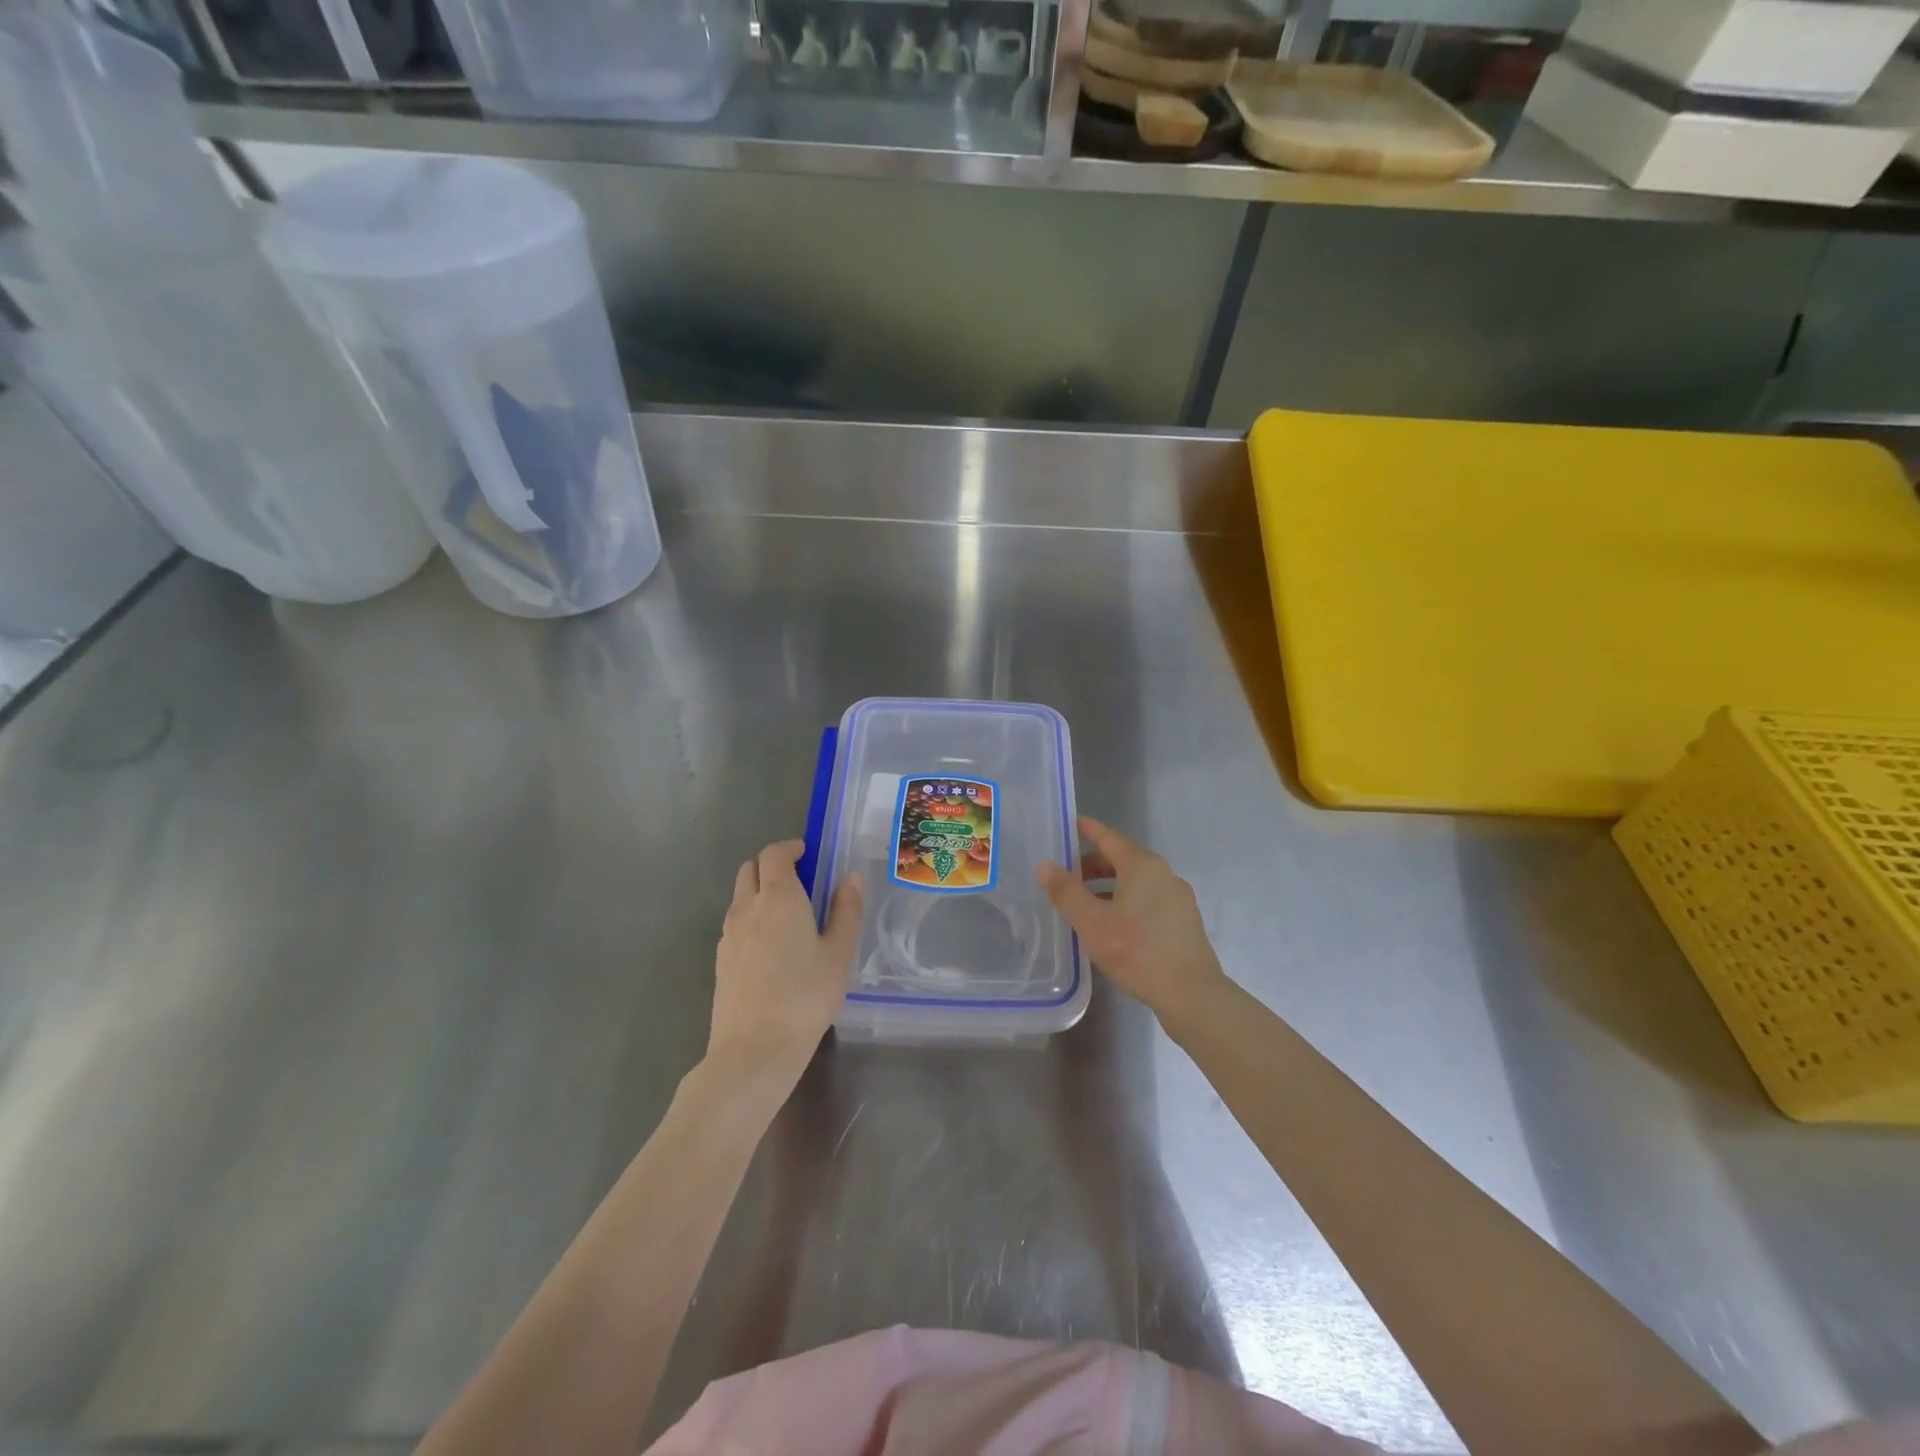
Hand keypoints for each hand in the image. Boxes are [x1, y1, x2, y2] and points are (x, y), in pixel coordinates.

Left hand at [708, 840, 862, 1096]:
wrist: (754, 1049)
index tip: (808, 854)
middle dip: (772, 865)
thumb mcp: (839, 953)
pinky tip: (771, 947)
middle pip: (750, 868)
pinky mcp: (721, 959)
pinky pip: (735, 923)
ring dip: (760, 891)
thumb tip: (849, 878)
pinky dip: (751, 918)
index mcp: (779, 897)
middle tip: (800, 881)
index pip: (774, 854)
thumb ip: (846, 910)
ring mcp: (729, 934)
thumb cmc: (806, 996)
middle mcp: (748, 907)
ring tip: (788, 916)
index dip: (790, 848)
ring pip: (740, 896)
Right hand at [1038, 817, 1229, 1028]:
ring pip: (1136, 882)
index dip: (1087, 830)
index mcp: (1142, 865)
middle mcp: (1163, 874)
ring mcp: (1178, 898)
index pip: (1108, 837)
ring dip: (1108, 886)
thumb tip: (1045, 866)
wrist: (1192, 993)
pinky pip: (1148, 900)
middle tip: (1066, 877)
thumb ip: (1066, 892)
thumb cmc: (1137, 951)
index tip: (1069, 825)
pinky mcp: (1184, 922)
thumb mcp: (1092, 922)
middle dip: (1093, 864)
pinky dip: (1126, 902)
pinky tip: (1113, 926)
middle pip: (1122, 859)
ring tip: (1085, 905)